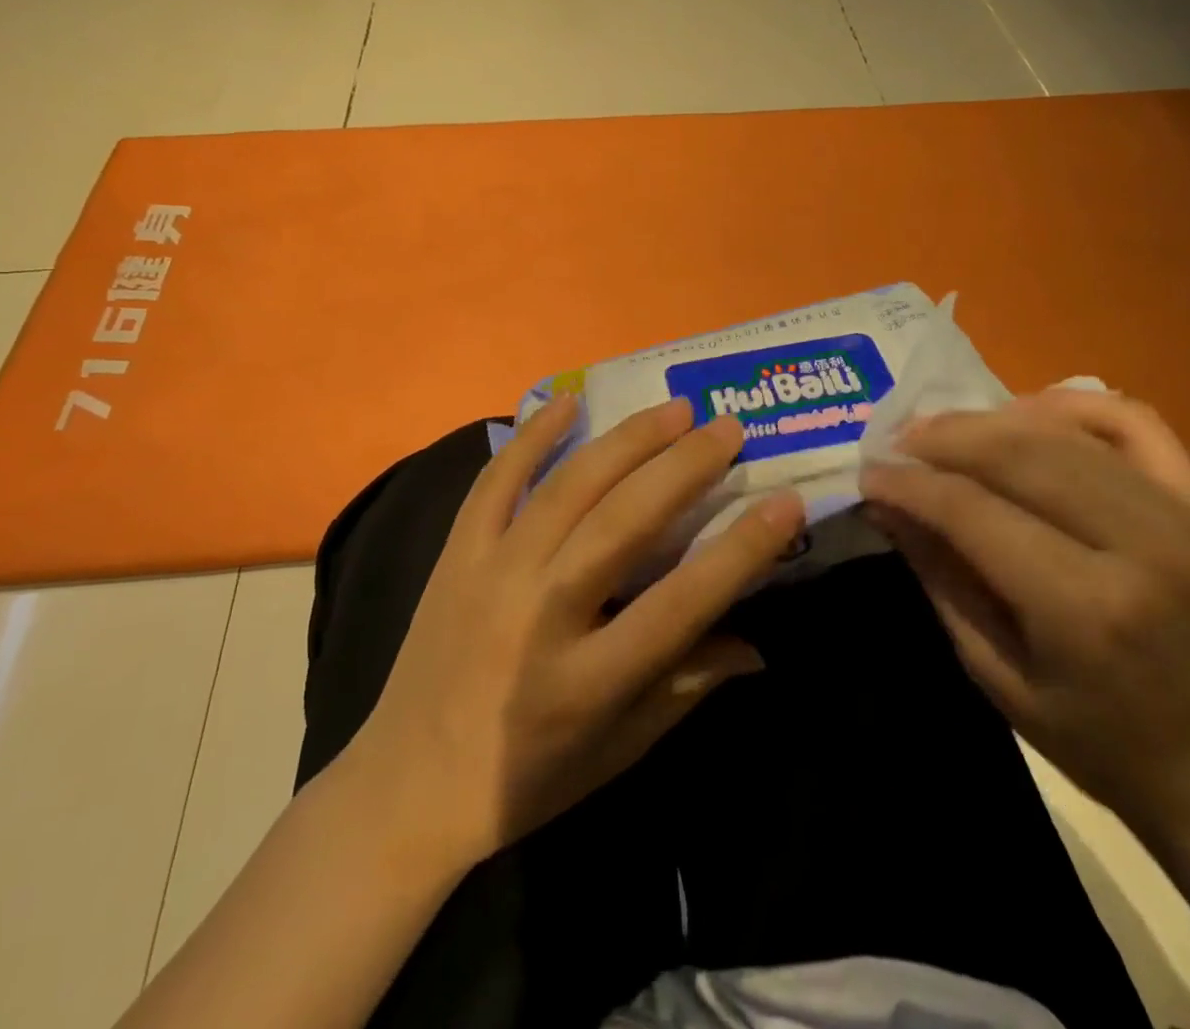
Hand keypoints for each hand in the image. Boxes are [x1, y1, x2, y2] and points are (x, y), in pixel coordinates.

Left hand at [346, 395, 803, 864]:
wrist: (404, 787)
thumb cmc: (525, 781)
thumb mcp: (617, 751)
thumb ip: (686, 687)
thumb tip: (758, 644)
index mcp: (585, 680)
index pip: (681, 602)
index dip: (741, 549)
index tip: (785, 501)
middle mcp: (538, 615)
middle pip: (624, 524)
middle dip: (685, 467)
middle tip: (729, 428)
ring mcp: (489, 575)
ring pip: (568, 488)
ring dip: (627, 441)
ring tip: (676, 409)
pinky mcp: (456, 554)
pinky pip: (496, 481)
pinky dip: (533, 436)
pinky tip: (571, 402)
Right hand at [863, 389, 1189, 834]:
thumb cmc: (1087, 734)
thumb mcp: (989, 668)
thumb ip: (937, 573)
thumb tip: (885, 500)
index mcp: (1086, 609)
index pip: (974, 511)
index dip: (911, 483)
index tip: (869, 472)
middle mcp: (1143, 547)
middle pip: (1019, 454)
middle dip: (943, 439)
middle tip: (897, 443)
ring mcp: (1182, 516)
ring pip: (1062, 431)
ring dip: (989, 421)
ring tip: (943, 432)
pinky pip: (1130, 420)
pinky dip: (1069, 404)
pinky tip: (1023, 414)